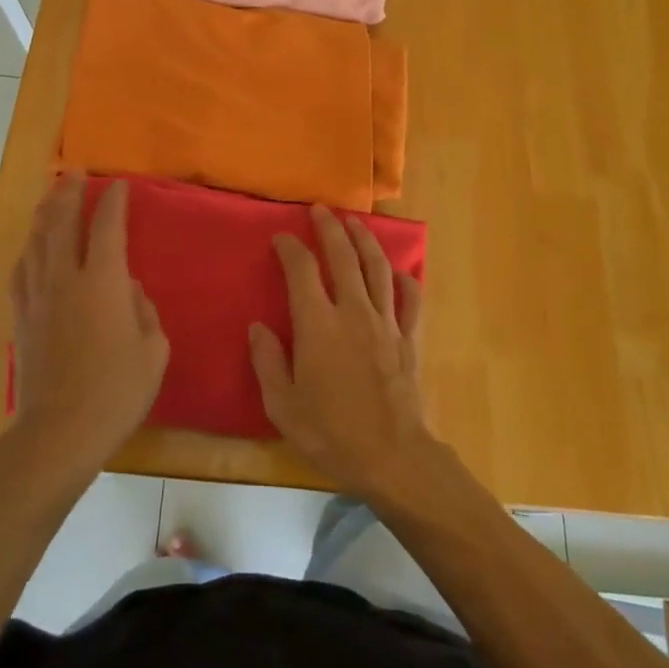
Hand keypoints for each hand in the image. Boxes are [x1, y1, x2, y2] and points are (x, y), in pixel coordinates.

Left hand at [8, 175, 167, 481]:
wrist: (59, 432)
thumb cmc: (117, 392)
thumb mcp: (153, 351)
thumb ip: (144, 311)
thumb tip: (129, 290)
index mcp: (103, 282)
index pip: (107, 226)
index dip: (113, 201)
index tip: (119, 184)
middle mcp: (66, 279)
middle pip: (62, 222)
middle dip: (70, 192)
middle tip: (75, 172)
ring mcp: (38, 297)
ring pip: (37, 241)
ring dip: (45, 213)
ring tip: (52, 196)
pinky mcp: (21, 318)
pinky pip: (21, 271)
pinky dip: (28, 250)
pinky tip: (31, 246)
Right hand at [250, 206, 436, 501]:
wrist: (393, 457)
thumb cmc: (332, 434)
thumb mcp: (283, 406)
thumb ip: (268, 362)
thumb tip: (258, 327)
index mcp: (318, 325)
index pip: (301, 270)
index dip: (290, 248)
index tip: (281, 238)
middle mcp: (352, 312)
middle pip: (343, 256)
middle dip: (330, 228)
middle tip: (320, 210)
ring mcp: (385, 322)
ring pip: (377, 268)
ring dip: (365, 240)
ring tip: (355, 223)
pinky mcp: (409, 338)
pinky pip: (410, 299)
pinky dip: (405, 280)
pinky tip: (399, 272)